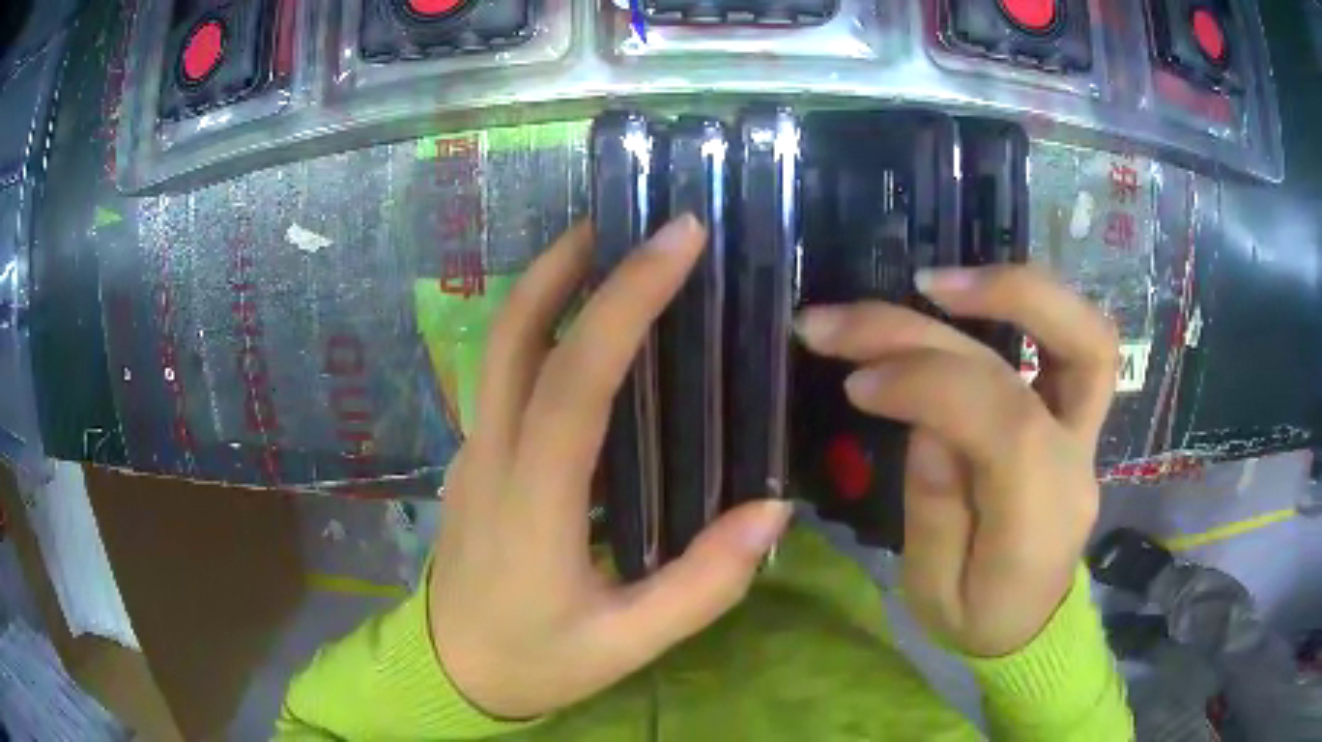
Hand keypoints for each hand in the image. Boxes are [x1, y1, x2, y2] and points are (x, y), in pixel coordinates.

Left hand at [430, 216, 792, 718]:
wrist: (450, 672)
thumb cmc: (536, 660)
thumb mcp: (629, 643)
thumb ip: (705, 583)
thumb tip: (773, 510)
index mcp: (532, 503)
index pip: (576, 378)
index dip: (626, 300)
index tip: (678, 241)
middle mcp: (491, 458)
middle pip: (513, 334)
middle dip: (566, 263)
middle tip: (626, 219)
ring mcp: (473, 453)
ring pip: (499, 347)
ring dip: (548, 287)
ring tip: (608, 252)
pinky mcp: (475, 460)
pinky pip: (503, 376)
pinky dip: (541, 330)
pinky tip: (585, 331)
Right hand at [796, 266, 1117, 656]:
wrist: (1032, 623)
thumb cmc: (978, 619)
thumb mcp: (935, 592)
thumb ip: (935, 506)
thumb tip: (925, 417)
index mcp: (1040, 518)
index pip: (1003, 422)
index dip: (928, 384)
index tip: (857, 382)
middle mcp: (1076, 461)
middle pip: (1027, 367)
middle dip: (933, 330)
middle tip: (849, 318)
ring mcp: (1088, 432)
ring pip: (1086, 335)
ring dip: (1012, 290)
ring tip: (932, 282)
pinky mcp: (1079, 416)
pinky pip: (1077, 342)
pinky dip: (1030, 303)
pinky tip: (971, 296)